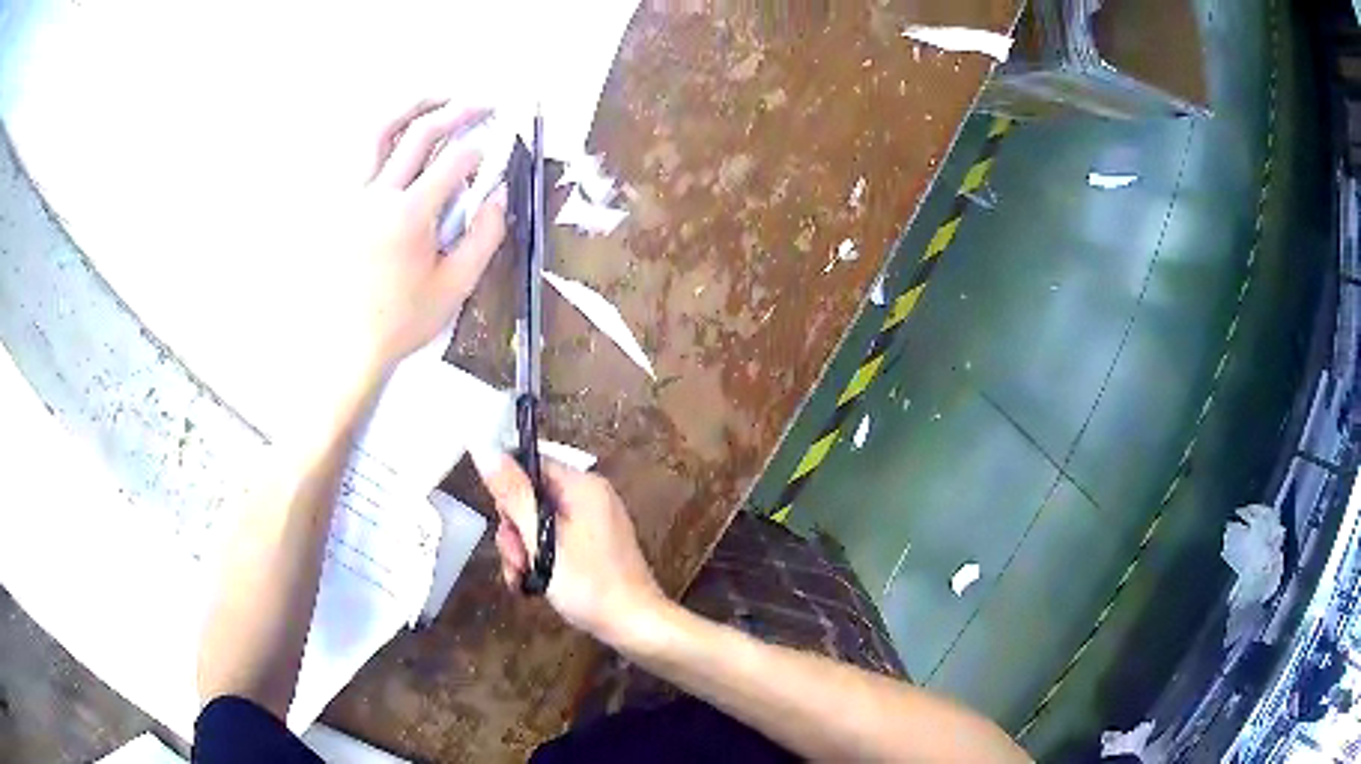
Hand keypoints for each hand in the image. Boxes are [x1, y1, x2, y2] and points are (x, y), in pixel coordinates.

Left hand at [334, 99, 507, 379]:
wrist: (344, 345)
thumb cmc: (401, 321)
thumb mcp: (454, 287)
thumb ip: (483, 237)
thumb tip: (499, 195)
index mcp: (409, 215)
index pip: (455, 162)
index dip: (481, 152)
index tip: (493, 153)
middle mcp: (377, 195)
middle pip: (420, 133)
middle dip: (458, 111)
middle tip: (482, 103)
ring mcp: (350, 196)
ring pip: (378, 133)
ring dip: (411, 107)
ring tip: (436, 98)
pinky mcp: (335, 205)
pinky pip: (355, 156)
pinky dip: (379, 135)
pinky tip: (395, 133)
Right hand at [471, 451, 665, 644]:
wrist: (633, 625)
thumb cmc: (588, 583)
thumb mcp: (542, 540)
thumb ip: (513, 495)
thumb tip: (485, 449)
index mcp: (582, 485)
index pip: (531, 463)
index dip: (508, 489)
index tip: (505, 522)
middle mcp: (589, 496)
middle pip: (531, 496)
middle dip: (514, 530)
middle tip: (518, 559)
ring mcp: (592, 522)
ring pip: (537, 523)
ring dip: (522, 550)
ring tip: (524, 577)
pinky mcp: (591, 545)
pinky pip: (554, 540)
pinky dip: (540, 558)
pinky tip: (533, 583)